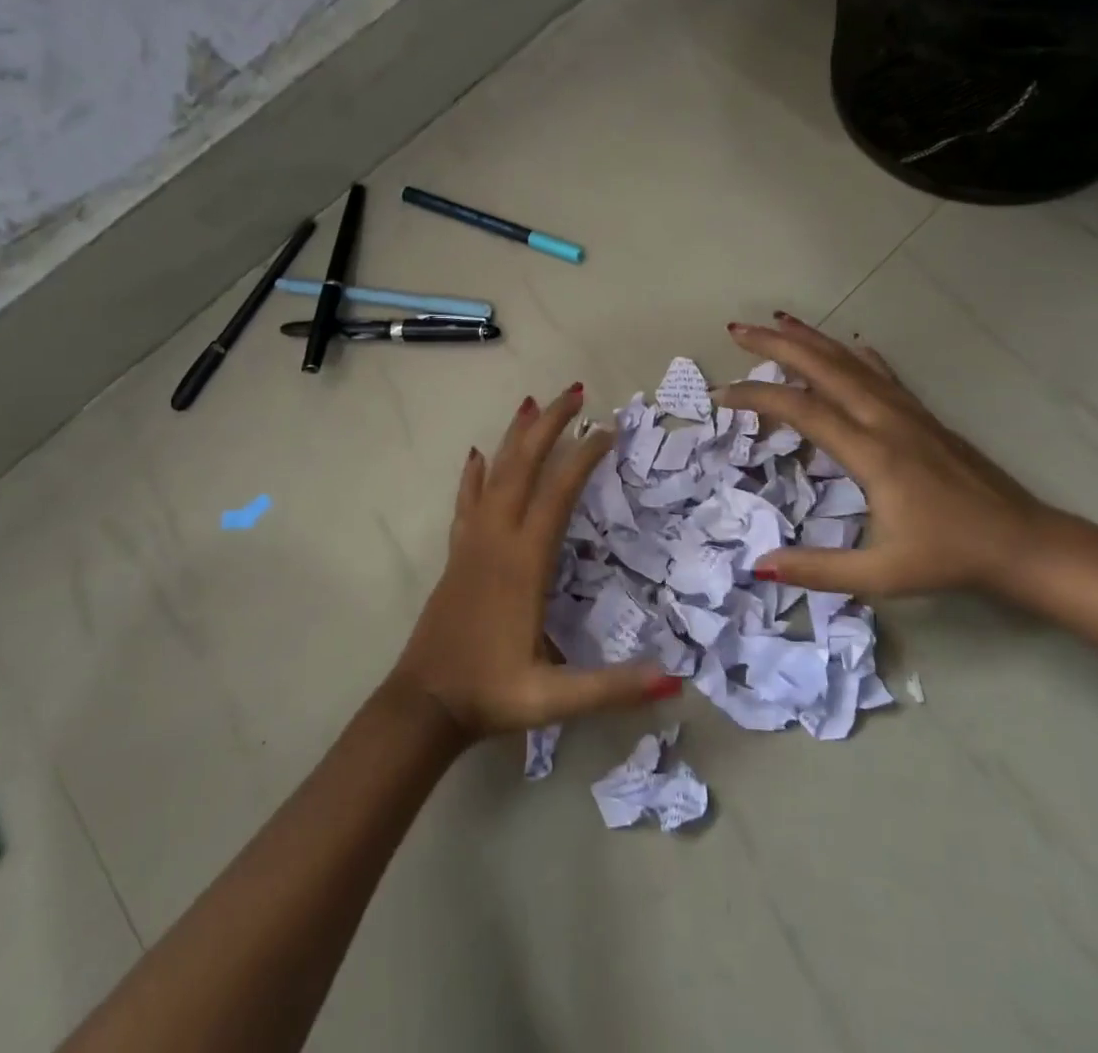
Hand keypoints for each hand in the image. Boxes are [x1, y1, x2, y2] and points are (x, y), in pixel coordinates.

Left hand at [387, 386, 682, 741]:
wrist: (423, 705)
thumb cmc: (491, 695)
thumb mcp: (554, 699)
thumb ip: (612, 688)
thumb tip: (674, 680)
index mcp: (524, 562)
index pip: (559, 493)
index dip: (584, 456)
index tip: (608, 428)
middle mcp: (496, 539)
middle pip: (523, 466)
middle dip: (549, 425)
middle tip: (575, 392)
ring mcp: (472, 543)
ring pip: (493, 475)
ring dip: (514, 437)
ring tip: (531, 403)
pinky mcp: (457, 554)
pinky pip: (466, 501)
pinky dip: (473, 474)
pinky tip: (476, 455)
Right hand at [718, 315, 1050, 597]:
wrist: (1023, 543)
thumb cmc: (949, 557)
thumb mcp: (881, 575)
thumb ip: (818, 570)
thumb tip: (758, 566)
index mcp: (871, 453)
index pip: (802, 410)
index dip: (757, 397)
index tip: (721, 395)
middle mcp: (886, 419)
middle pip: (824, 368)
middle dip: (776, 345)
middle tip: (737, 331)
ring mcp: (908, 412)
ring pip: (851, 362)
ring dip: (811, 340)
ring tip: (778, 321)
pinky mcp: (924, 416)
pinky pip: (881, 373)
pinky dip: (855, 355)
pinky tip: (847, 345)